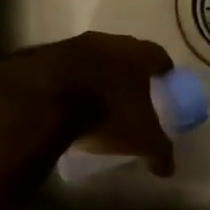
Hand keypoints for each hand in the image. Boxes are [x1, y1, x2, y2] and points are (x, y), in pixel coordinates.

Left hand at [0, 32, 175, 175]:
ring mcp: (71, 44)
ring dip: (95, 74)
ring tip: (94, 100)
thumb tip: (168, 168)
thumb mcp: (140, 139)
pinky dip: (67, 82)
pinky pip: (62, 68)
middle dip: (128, 71)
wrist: (43, 101)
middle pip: (124, 53)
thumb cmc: (105, 113)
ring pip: (91, 57)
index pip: (158, 56)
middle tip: (130, 94)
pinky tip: (65, 102)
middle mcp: (107, 41)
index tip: (165, 84)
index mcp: (136, 54)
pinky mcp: (41, 55)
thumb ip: (158, 151)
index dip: (163, 70)